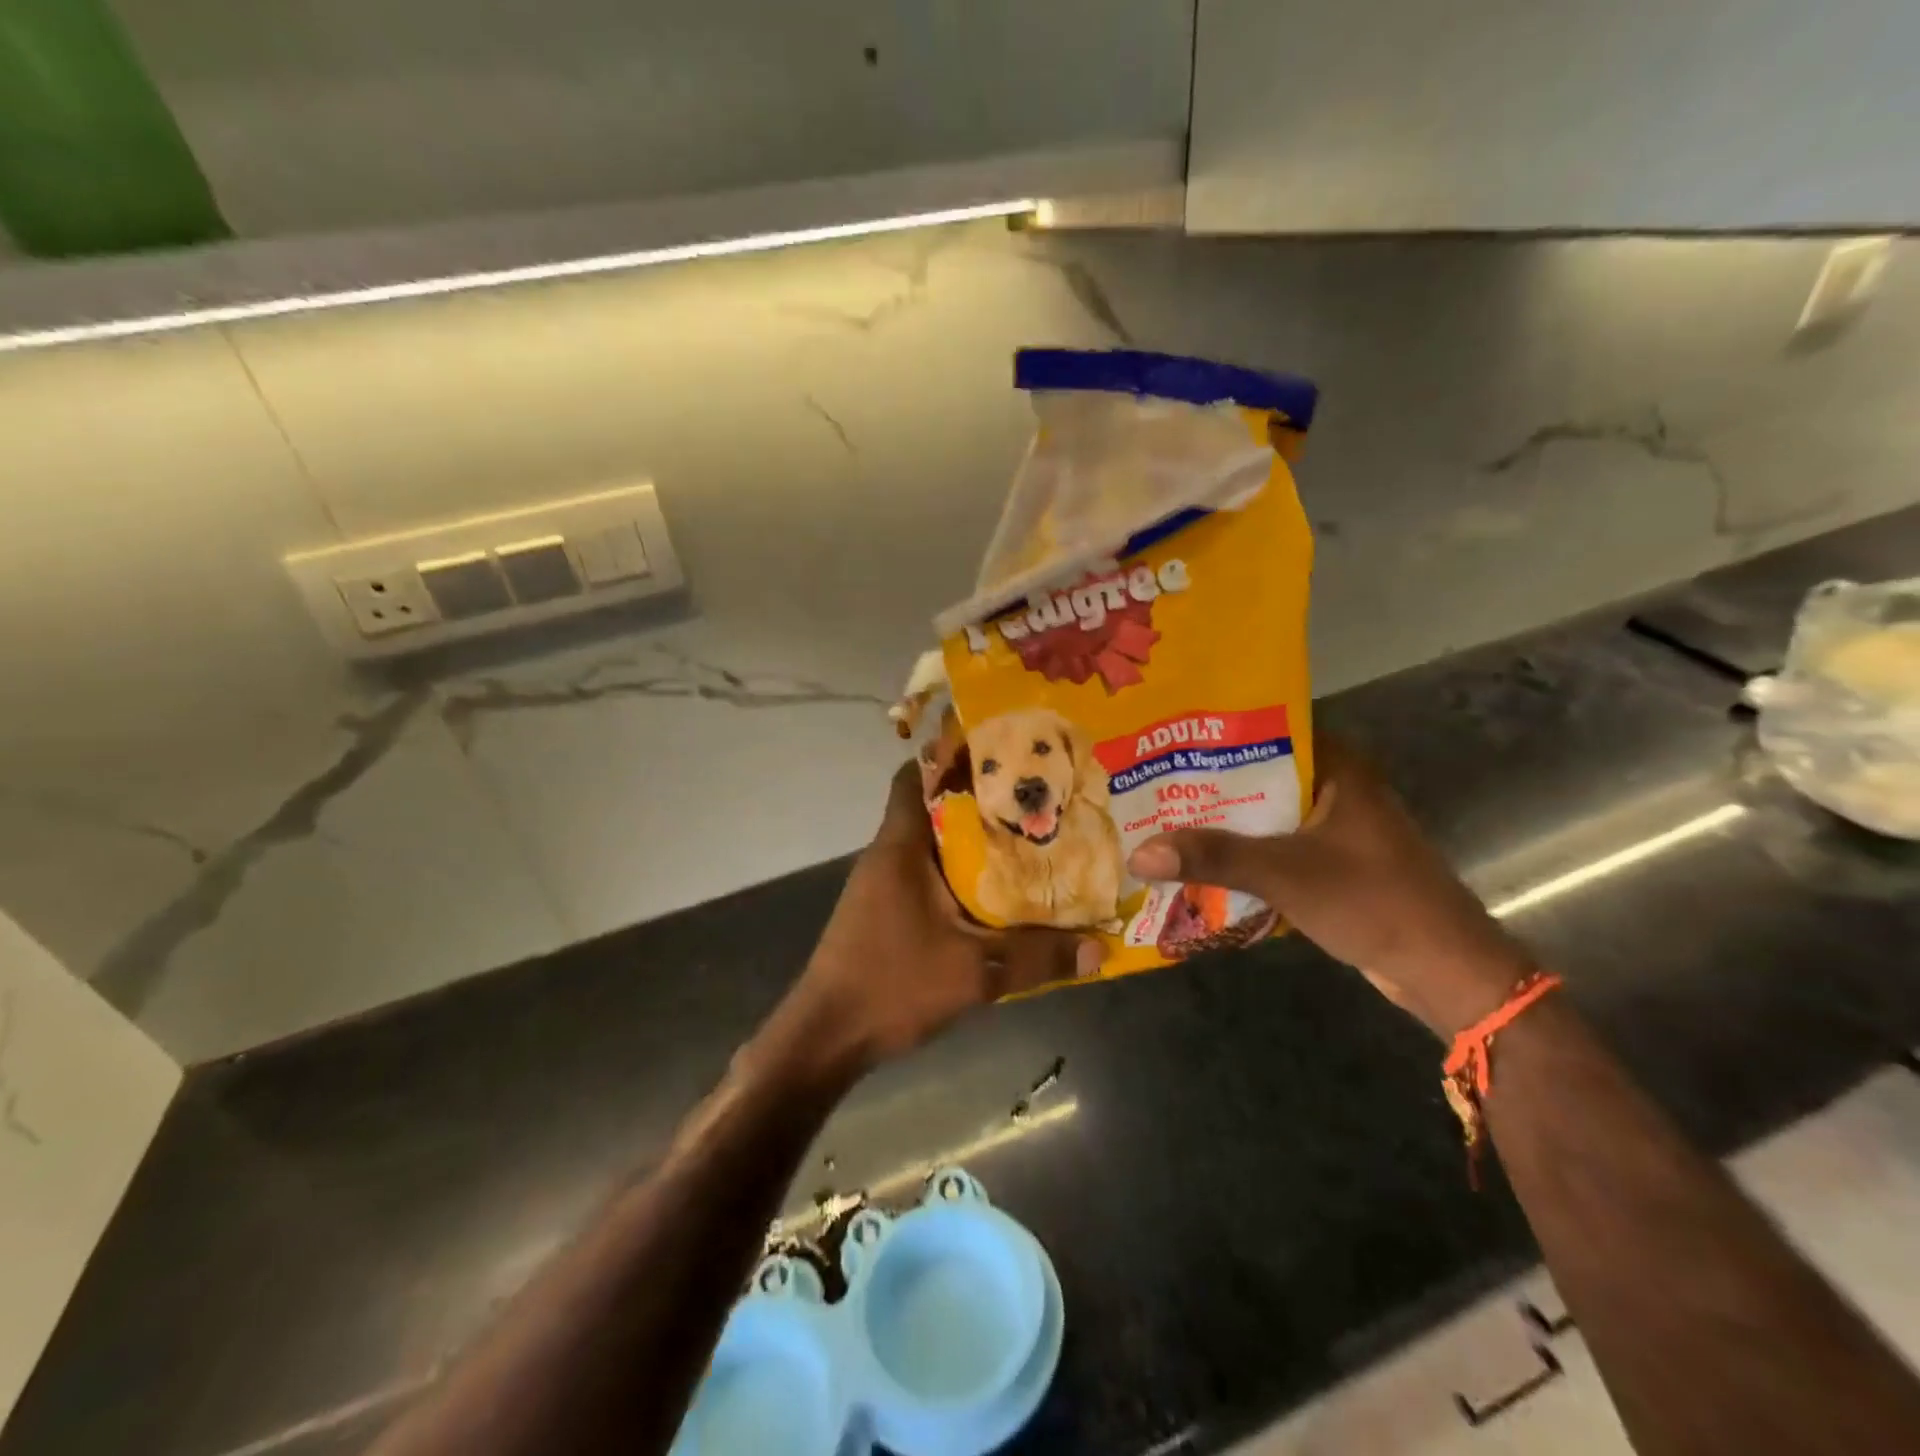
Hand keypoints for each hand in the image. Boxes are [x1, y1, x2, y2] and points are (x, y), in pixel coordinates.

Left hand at [759, 761, 1100, 1079]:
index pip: (914, 776)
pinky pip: (924, 875)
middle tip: (1031, 802)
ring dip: (969, 842)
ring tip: (1023, 842)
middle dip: (978, 802)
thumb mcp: (975, 973)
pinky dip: (956, 875)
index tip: (999, 756)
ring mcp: (880, 885)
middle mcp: (886, 855)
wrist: (825, 1037)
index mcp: (900, 847)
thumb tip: (1101, 947)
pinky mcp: (882, 912)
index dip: (951, 758)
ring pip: (930, 845)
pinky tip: (992, 894)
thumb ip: (1038, 957)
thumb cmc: (892, 985)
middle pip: (931, 808)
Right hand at [1127, 737, 1533, 1037]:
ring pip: (1263, 813)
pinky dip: (1242, 852)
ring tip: (1160, 818)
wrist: (1445, 971)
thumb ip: (1213, 857)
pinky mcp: (1332, 862)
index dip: (1211, 736)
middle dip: (1205, 785)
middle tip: (1146, 783)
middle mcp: (1335, 787)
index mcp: (1336, 768)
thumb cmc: (1373, 902)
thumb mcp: (1285, 873)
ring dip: (1221, 822)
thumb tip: (1138, 854)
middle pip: (1256, 775)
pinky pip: (1274, 845)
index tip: (1161, 740)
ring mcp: (1335, 827)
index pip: (1263, 731)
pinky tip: (1198, 860)